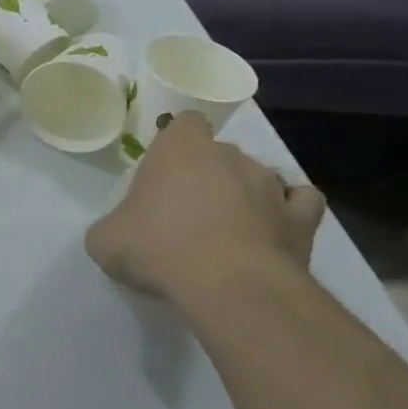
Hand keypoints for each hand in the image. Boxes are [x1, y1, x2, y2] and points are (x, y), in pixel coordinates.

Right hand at [86, 115, 325, 300]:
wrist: (228, 286)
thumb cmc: (157, 247)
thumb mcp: (104, 238)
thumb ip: (113, 224)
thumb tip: (121, 232)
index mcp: (179, 149)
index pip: (185, 123)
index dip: (176, 143)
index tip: (164, 169)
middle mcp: (229, 156)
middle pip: (220, 152)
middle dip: (207, 174)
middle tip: (186, 209)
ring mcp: (271, 185)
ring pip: (259, 175)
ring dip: (244, 193)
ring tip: (228, 228)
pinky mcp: (303, 219)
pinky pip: (300, 202)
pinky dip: (288, 211)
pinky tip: (272, 228)